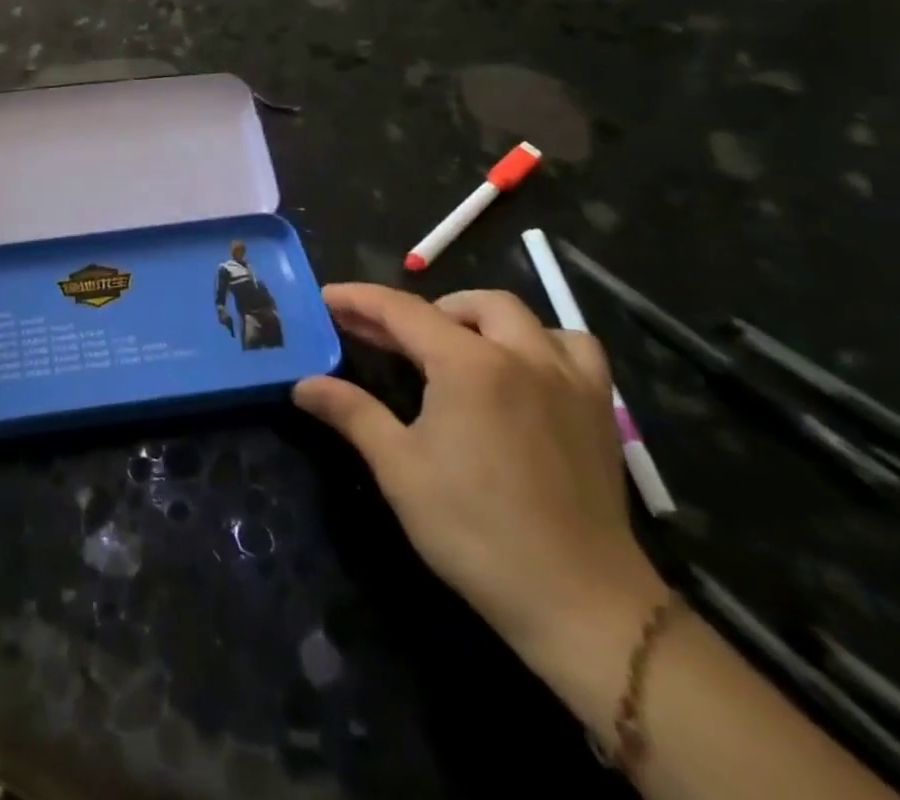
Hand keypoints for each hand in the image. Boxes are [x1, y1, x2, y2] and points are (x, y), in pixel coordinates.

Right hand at [294, 285, 666, 674]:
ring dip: (476, 318)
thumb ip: (351, 413)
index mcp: (469, 365)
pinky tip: (521, 368)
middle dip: (416, 311)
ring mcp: (567, 379)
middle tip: (382, 336)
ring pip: (520, 316)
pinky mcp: (597, 409)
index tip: (326, 297)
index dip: (359, 299)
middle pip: (461, 305)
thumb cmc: (476, 531)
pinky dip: (540, 342)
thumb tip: (303, 384)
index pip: (402, 311)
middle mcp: (521, 355)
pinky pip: (572, 347)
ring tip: (451, 346)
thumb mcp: (399, 468)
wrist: (580, 603)